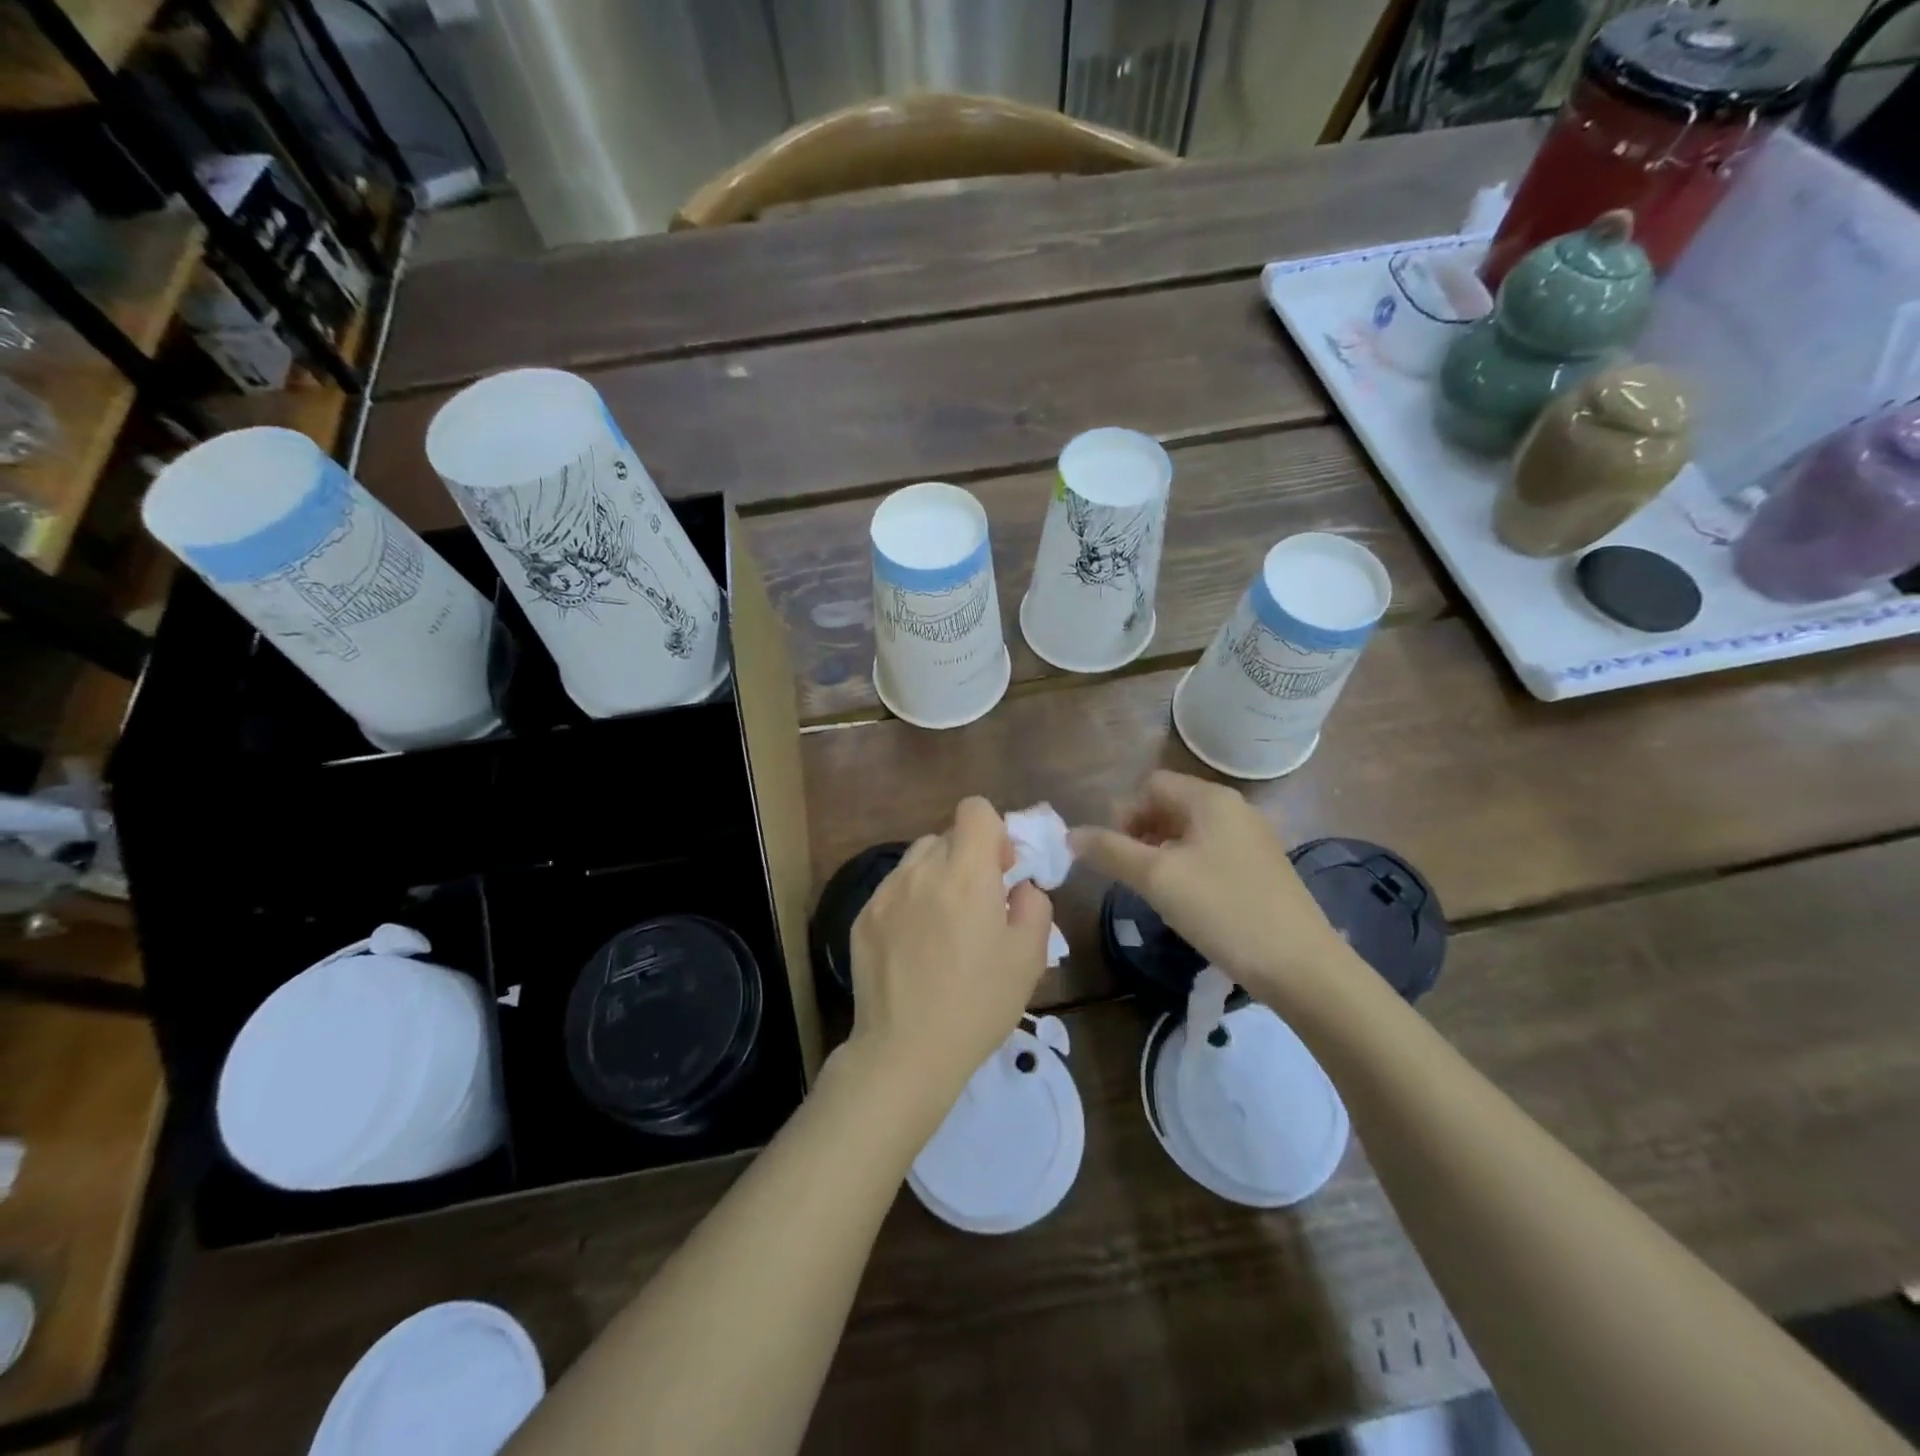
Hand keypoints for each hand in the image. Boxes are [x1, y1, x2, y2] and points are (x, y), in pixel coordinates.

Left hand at [846, 797, 1052, 1115]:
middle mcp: (920, 870)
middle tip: (978, 906)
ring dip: (937, 877)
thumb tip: (1019, 885)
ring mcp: (885, 893)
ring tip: (943, 926)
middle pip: (947, 835)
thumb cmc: (977, 1004)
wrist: (906, 1051)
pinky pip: (893, 890)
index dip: (993, 831)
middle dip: (967, 858)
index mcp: (965, 873)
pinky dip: (910, 902)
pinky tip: (915, 948)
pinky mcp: (863, 917)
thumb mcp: (1029, 957)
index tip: (1000, 871)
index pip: (975, 809)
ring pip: (917, 860)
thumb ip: (1034, 905)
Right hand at [1069, 770, 1354, 1008]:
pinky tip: (1187, 902)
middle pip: (1169, 805)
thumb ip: (1110, 851)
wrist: (1301, 966)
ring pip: (1189, 831)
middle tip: (1132, 875)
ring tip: (1155, 891)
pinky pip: (1210, 852)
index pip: (1150, 785)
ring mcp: (1251, 838)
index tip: (1116, 855)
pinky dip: (1187, 867)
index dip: (1124, 814)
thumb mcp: (1157, 879)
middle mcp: (1234, 809)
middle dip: (1140, 833)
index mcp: (1211, 799)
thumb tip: (1070, 835)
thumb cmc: (1223, 911)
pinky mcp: (1261, 867)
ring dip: (1161, 852)